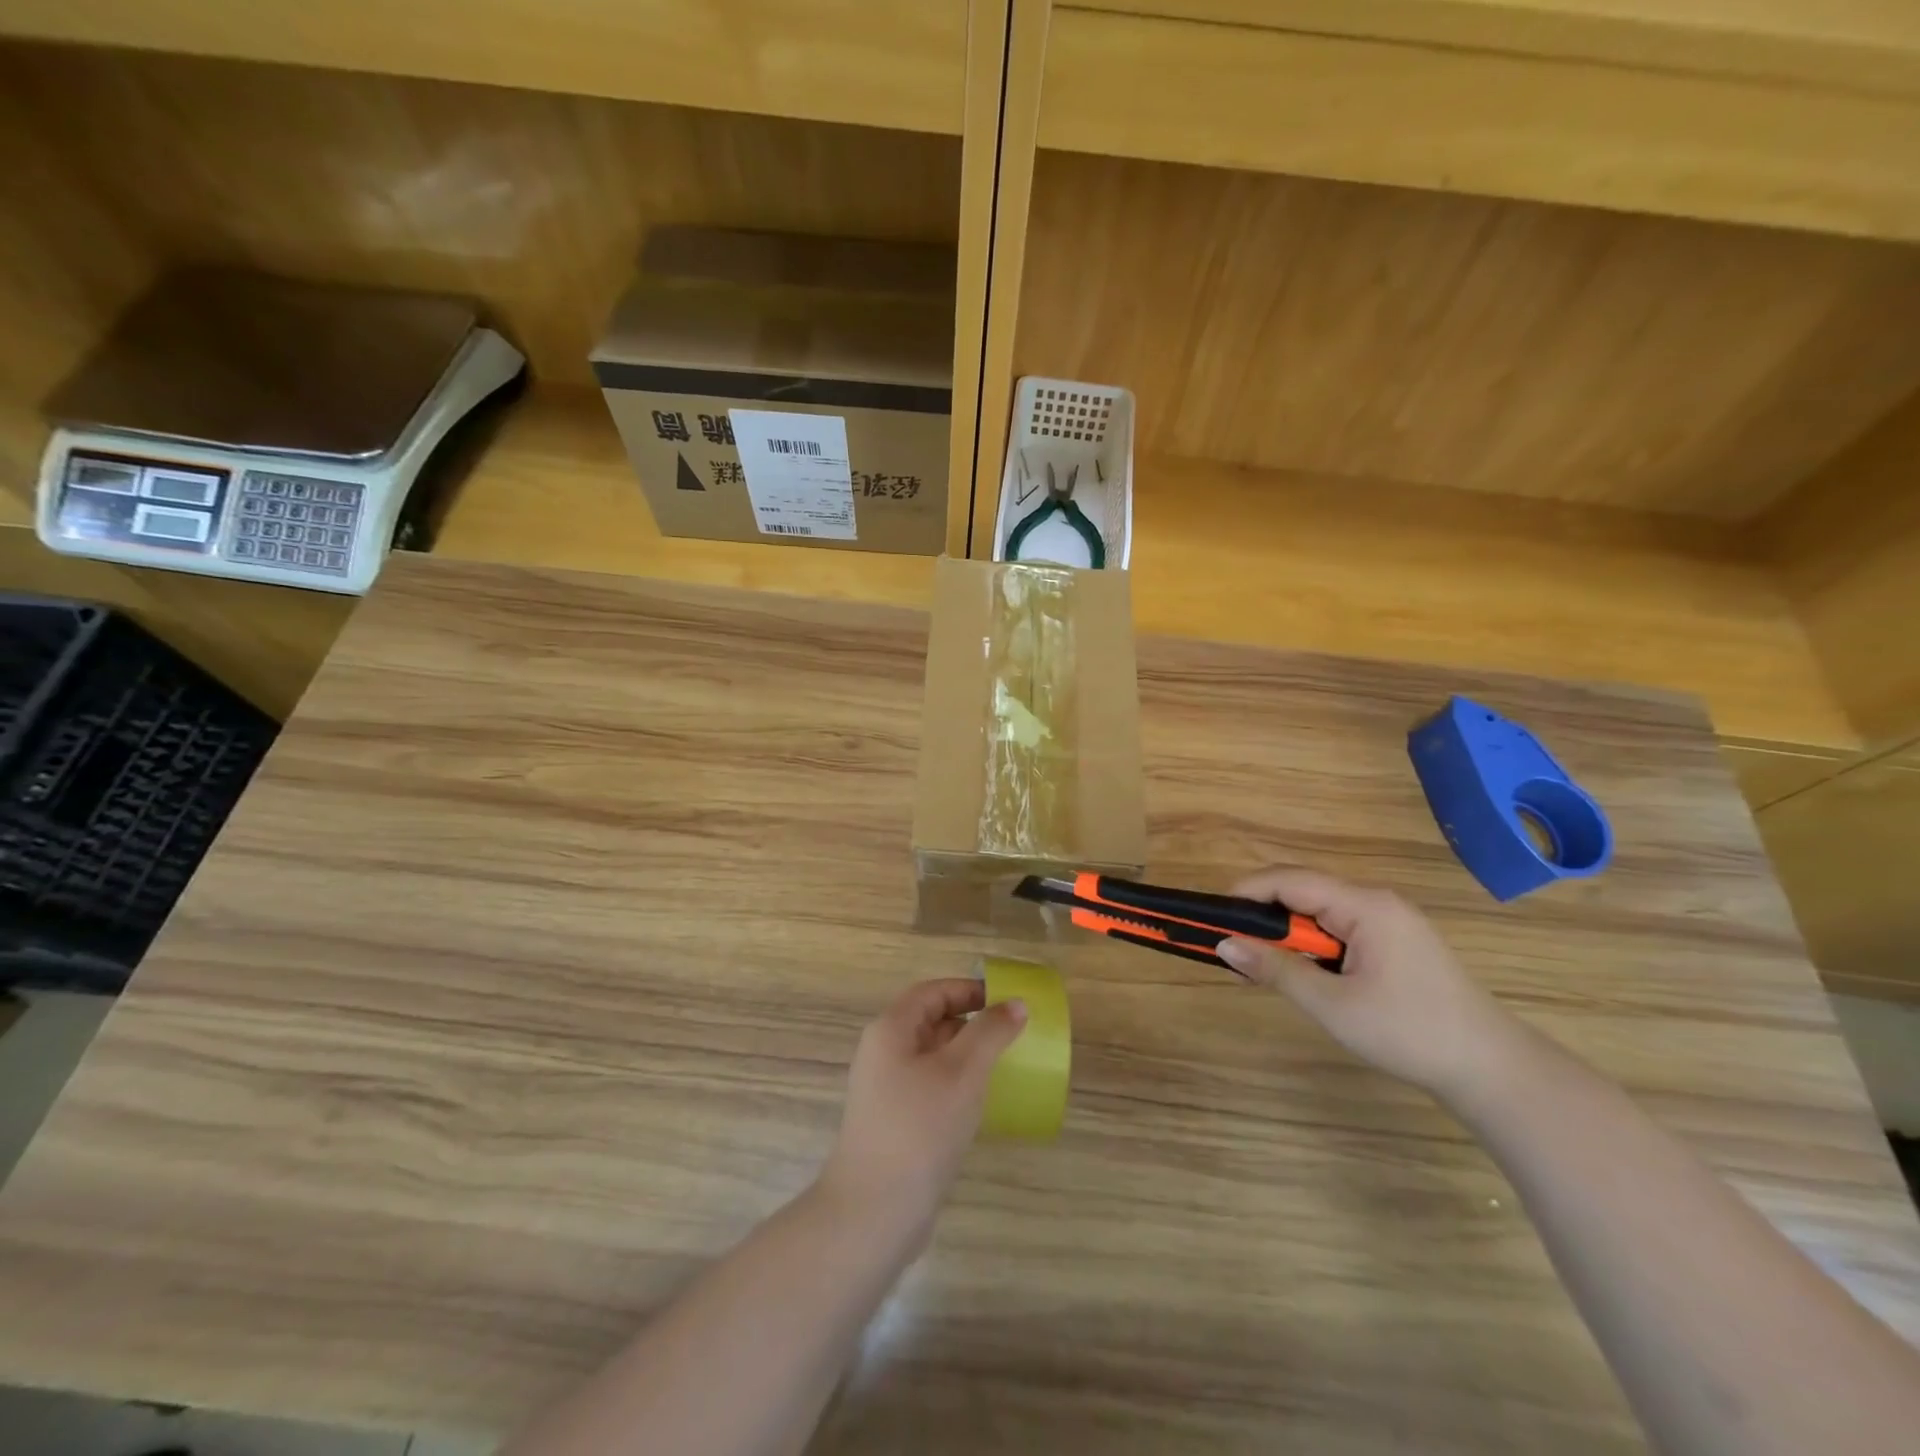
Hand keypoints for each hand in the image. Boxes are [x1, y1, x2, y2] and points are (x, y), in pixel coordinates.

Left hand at [819, 978, 1027, 1245]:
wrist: (874, 1210)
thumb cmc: (920, 1127)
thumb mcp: (962, 1072)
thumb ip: (991, 1032)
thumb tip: (1016, 1004)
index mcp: (891, 1030)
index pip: (932, 992)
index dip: (969, 990)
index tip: (1007, 1001)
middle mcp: (883, 1053)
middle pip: (930, 1021)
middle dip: (971, 1022)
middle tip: (1010, 1035)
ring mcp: (885, 1090)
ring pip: (931, 1057)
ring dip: (965, 1056)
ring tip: (1002, 1067)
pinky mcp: (894, 1123)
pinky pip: (929, 1088)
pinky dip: (955, 1086)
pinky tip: (980, 1105)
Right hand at [1218, 867, 1522, 1101]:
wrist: (1492, 1069)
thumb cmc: (1410, 1032)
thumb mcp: (1333, 1005)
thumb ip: (1277, 970)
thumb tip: (1224, 945)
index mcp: (1365, 905)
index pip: (1291, 880)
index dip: (1248, 892)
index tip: (1215, 918)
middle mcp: (1377, 901)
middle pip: (1304, 891)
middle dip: (1265, 916)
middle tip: (1235, 948)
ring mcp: (1390, 920)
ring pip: (1320, 911)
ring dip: (1288, 934)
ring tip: (1262, 965)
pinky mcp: (1396, 942)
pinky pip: (1340, 928)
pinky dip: (1312, 944)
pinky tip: (1303, 972)